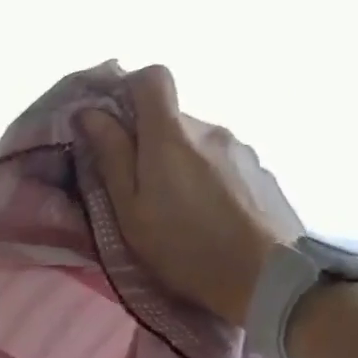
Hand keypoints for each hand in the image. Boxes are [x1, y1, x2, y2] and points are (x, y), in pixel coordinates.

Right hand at [81, 65, 303, 325]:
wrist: (268, 279)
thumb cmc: (183, 247)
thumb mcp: (129, 209)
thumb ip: (111, 156)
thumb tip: (89, 113)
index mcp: (170, 135)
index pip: (152, 78)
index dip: (128, 89)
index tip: (112, 122)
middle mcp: (209, 129)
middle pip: (170, 117)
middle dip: (146, 142)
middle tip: (134, 188)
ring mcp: (240, 148)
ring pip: (194, 142)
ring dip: (176, 163)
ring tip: (172, 208)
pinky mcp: (260, 171)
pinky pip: (219, 161)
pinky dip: (203, 178)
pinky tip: (205, 216)